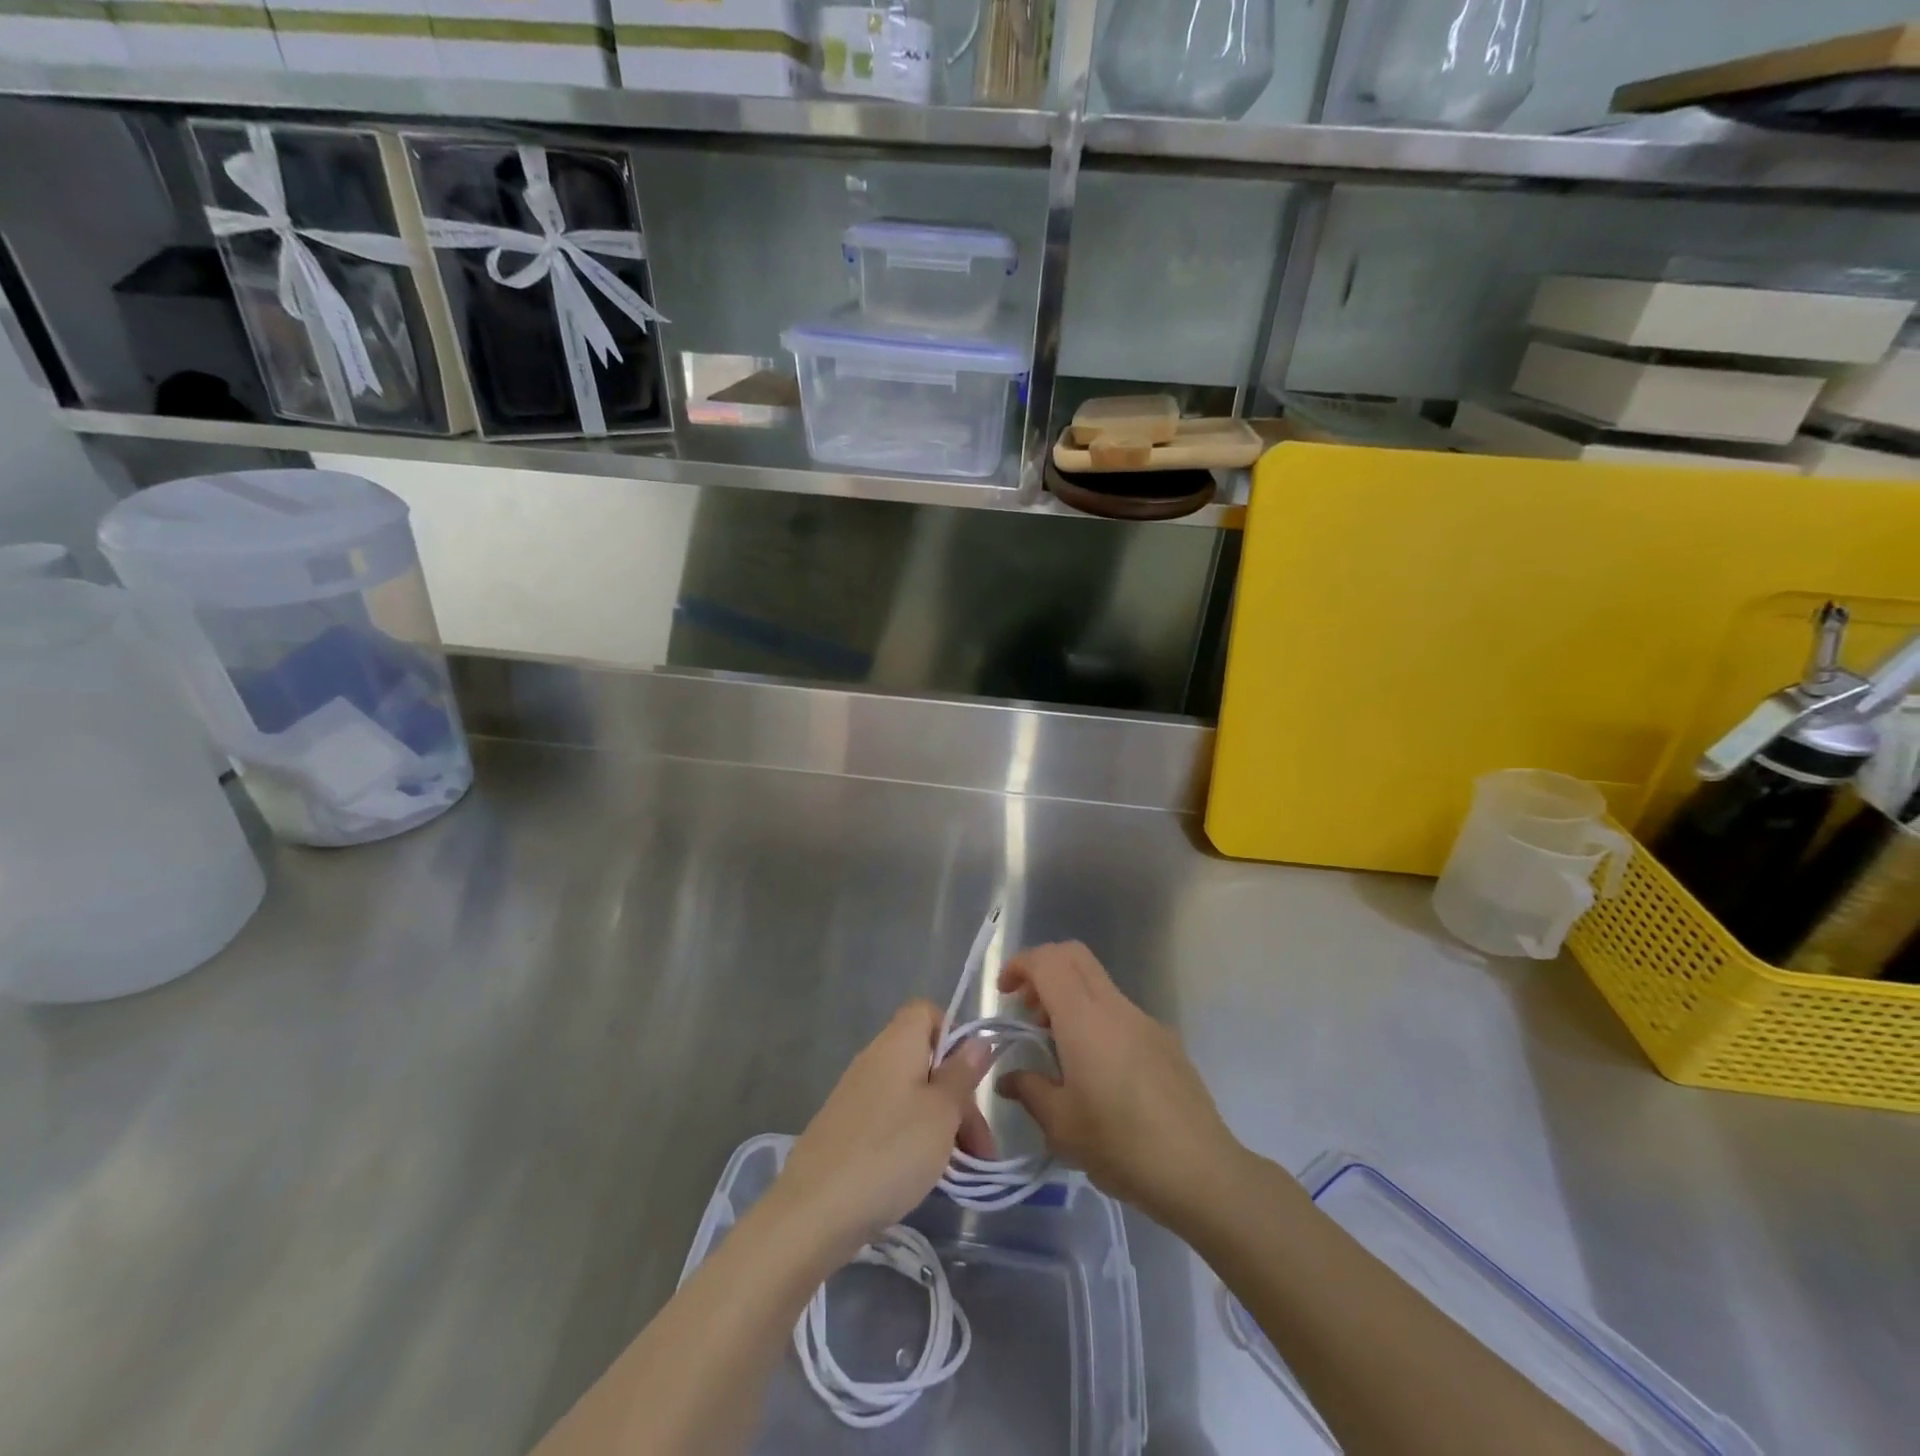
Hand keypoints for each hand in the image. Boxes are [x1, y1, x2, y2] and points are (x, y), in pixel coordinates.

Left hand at [773, 1002, 994, 1258]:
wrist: (814, 1211)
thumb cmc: (889, 1151)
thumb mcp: (941, 1113)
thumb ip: (961, 1075)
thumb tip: (977, 1041)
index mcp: (897, 1043)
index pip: (927, 1012)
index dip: (953, 1036)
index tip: (970, 1079)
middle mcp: (874, 1059)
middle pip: (925, 1060)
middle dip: (958, 1098)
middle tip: (980, 1149)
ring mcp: (856, 1095)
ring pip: (911, 1095)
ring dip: (940, 1124)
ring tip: (960, 1169)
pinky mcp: (845, 1129)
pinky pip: (890, 1120)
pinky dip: (912, 1140)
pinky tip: (923, 1175)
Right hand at [997, 942, 1242, 1225]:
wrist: (1200, 1170)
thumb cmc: (1120, 1145)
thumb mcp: (1061, 1125)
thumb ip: (1029, 1090)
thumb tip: (1008, 1079)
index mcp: (1084, 1019)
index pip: (1048, 961)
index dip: (1020, 964)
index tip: (1004, 993)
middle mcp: (1115, 1007)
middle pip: (1075, 956)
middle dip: (1044, 970)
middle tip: (1028, 1011)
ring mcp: (1145, 1020)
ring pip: (1098, 983)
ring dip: (1070, 997)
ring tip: (1058, 1048)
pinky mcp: (1165, 1039)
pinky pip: (1120, 1011)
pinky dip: (1096, 1020)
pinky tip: (1098, 1071)